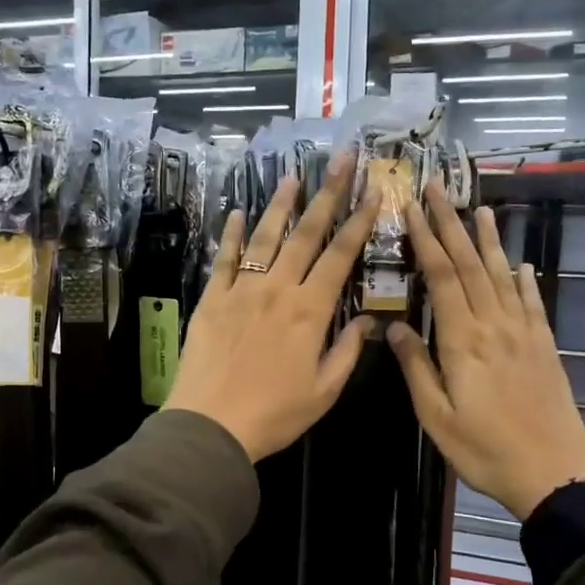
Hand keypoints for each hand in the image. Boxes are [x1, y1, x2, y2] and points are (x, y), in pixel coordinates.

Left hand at [164, 154, 379, 461]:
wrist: (211, 425)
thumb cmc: (274, 414)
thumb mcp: (324, 391)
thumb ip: (346, 351)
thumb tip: (366, 321)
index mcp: (309, 311)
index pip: (339, 256)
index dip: (359, 221)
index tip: (373, 191)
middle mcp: (277, 289)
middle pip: (306, 234)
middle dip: (327, 194)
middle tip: (341, 160)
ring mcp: (241, 290)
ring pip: (264, 237)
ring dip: (280, 205)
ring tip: (293, 175)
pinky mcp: (211, 299)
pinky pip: (223, 259)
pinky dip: (230, 235)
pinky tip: (235, 214)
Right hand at [387, 181, 584, 519]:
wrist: (554, 473)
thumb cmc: (484, 450)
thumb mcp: (436, 416)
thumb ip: (416, 367)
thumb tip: (394, 327)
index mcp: (463, 340)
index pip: (442, 277)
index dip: (426, 240)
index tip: (411, 209)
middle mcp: (494, 325)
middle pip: (471, 265)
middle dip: (452, 225)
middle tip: (437, 191)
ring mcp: (523, 333)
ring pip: (501, 275)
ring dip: (489, 240)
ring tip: (480, 208)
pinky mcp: (543, 346)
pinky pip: (531, 302)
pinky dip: (523, 278)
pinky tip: (519, 263)